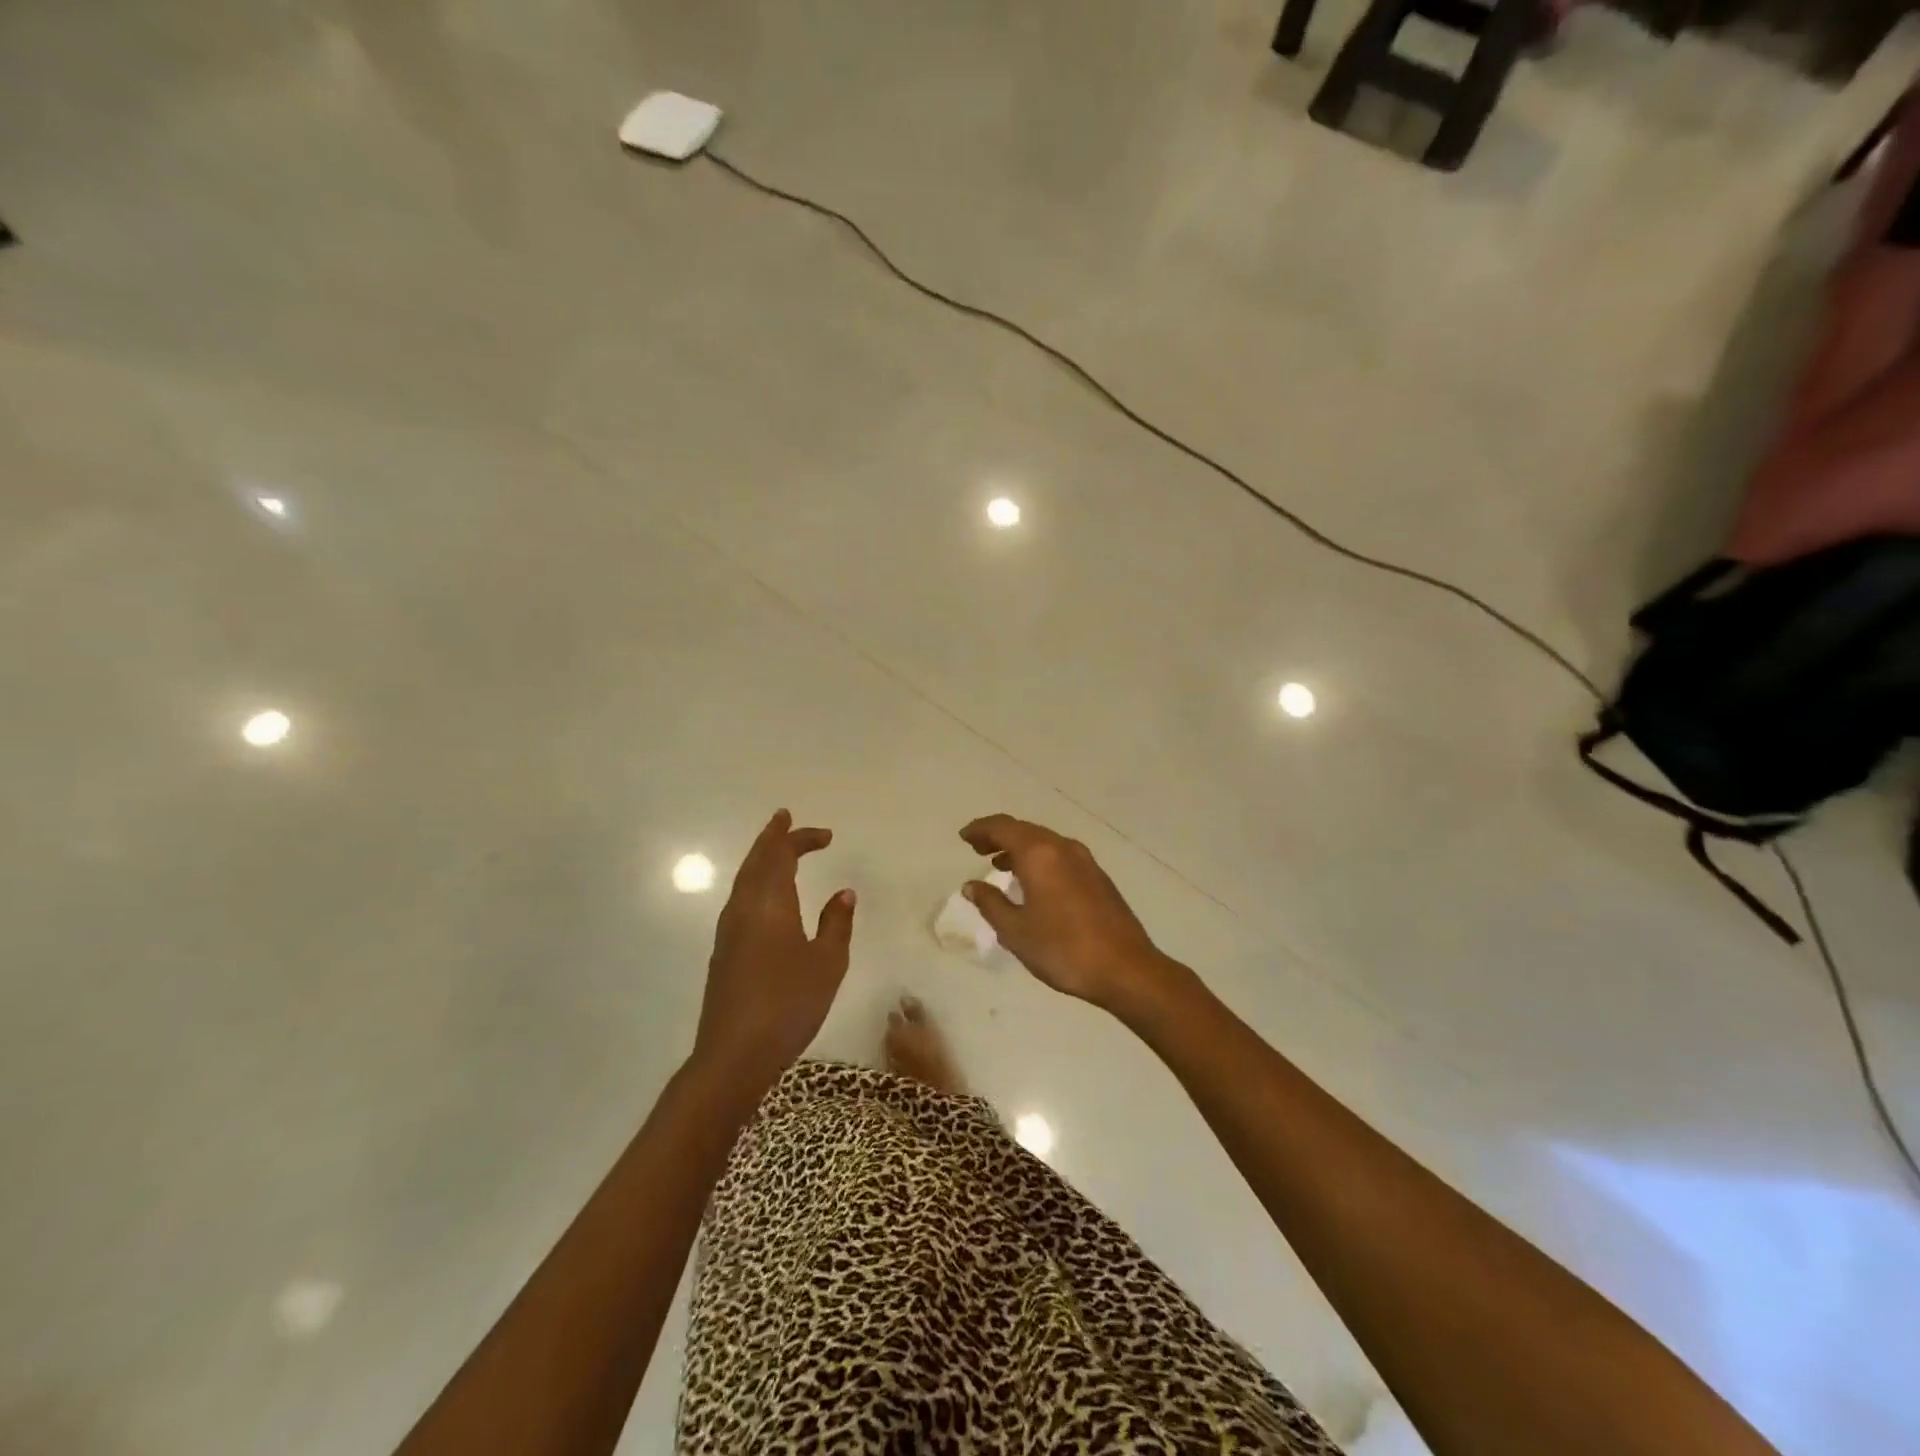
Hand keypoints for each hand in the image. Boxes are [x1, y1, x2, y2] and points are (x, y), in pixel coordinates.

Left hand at [694, 810, 855, 1088]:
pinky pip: (740, 899)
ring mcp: (729, 930)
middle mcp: (744, 908)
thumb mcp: (827, 963)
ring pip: (744, 879)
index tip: (826, 835)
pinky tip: (767, 896)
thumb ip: (836, 923)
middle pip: (755, 861)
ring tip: (777, 849)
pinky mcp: (724, 951)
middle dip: (772, 838)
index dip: (800, 838)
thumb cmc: (788, 1003)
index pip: (782, 855)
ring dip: (761, 858)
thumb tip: (843, 893)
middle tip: (786, 819)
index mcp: (770, 903)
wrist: (734, 1054)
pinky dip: (755, 882)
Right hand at [959, 814, 1175, 1011]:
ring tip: (999, 865)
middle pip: (1025, 830)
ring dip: (1019, 848)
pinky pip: (1059, 856)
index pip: (1003, 827)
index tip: (964, 837)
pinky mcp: (1098, 877)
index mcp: (1040, 854)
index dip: (980, 829)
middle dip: (999, 836)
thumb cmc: (1063, 950)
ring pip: (1044, 842)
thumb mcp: (1016, 931)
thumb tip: (971, 886)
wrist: (1126, 969)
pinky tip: (1032, 882)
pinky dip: (1039, 859)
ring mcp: (1085, 861)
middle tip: (977, 848)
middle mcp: (1063, 848)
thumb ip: (990, 903)